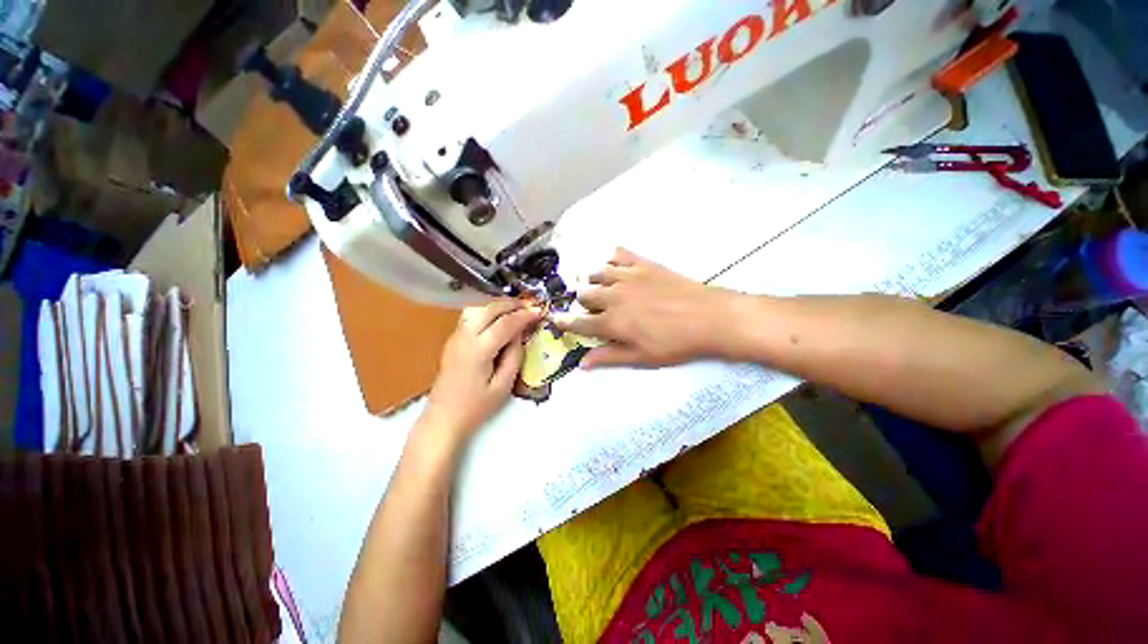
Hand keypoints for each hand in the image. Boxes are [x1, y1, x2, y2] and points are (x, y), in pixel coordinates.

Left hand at [422, 300, 539, 441]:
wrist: (443, 418)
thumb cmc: (476, 407)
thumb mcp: (503, 385)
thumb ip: (514, 356)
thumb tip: (520, 334)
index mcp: (478, 350)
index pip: (505, 324)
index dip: (524, 315)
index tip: (539, 311)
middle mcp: (464, 338)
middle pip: (488, 309)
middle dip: (511, 305)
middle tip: (529, 307)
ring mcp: (455, 337)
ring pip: (477, 309)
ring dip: (497, 306)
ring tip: (515, 311)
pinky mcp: (452, 340)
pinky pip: (470, 317)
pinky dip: (487, 311)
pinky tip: (498, 319)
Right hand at [556, 248, 739, 368]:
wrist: (709, 318)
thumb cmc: (675, 343)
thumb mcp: (641, 358)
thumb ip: (609, 357)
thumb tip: (582, 364)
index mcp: (612, 322)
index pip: (579, 322)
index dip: (565, 322)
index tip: (555, 319)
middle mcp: (613, 296)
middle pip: (584, 294)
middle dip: (582, 302)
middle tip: (593, 308)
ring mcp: (628, 277)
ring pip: (596, 272)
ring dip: (594, 281)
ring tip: (602, 288)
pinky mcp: (643, 264)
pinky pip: (618, 254)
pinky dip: (611, 259)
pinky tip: (614, 266)